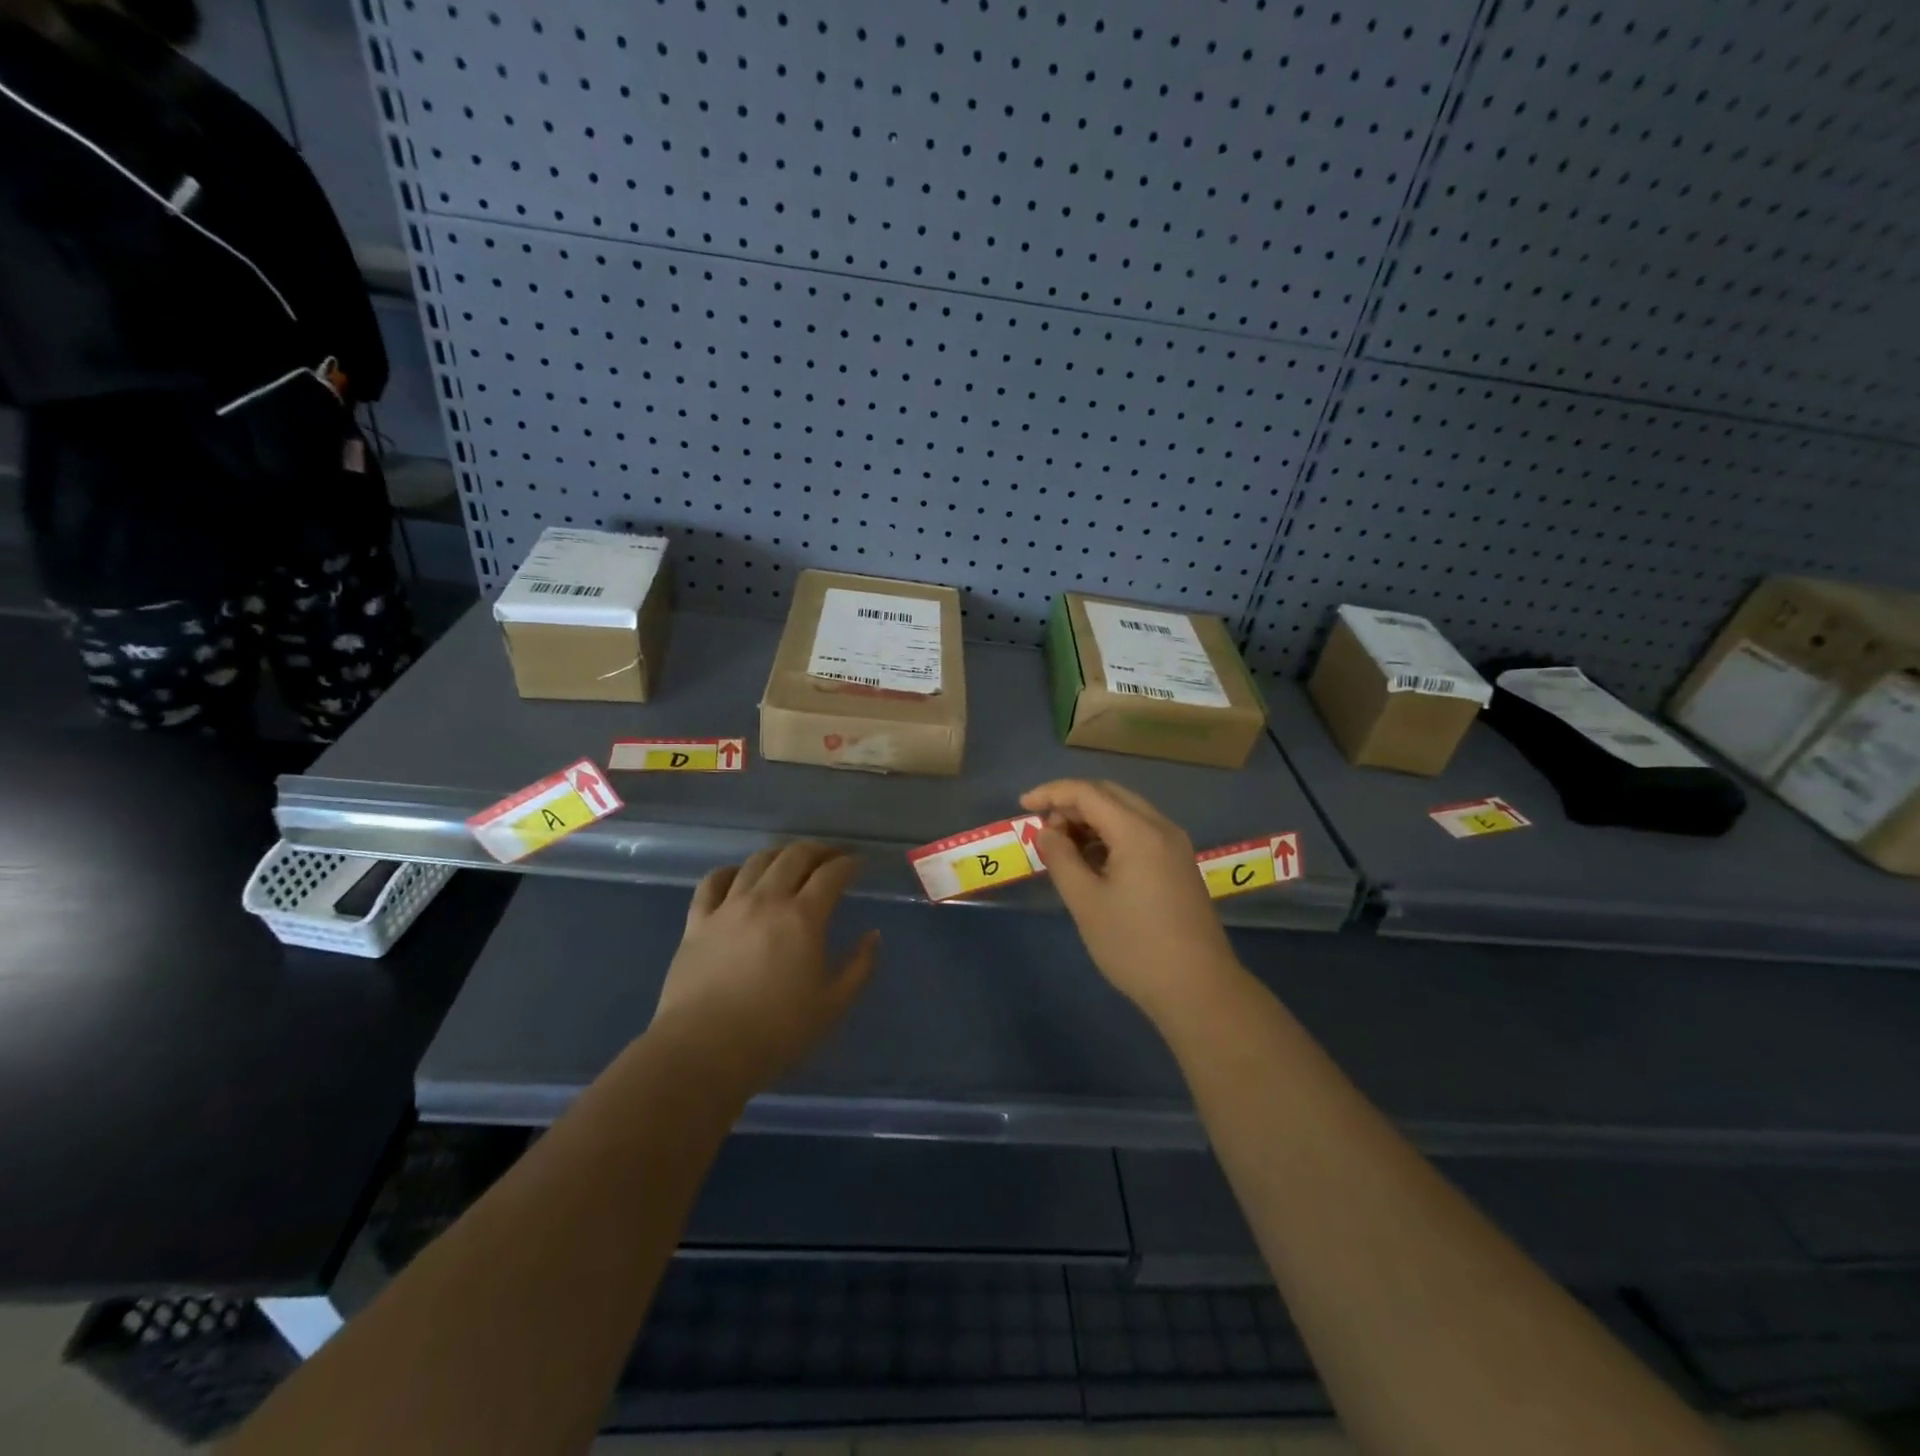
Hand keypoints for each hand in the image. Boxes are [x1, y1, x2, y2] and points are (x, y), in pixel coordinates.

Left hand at [650, 842, 878, 1098]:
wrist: (704, 1051)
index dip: (848, 863)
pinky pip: (712, 882)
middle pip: (794, 856)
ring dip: (779, 854)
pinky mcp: (697, 922)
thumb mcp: (833, 1005)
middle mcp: (766, 900)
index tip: (858, 864)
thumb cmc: (777, 1031)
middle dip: (818, 850)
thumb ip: (859, 966)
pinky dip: (729, 871)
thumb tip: (872, 935)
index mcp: (803, 917)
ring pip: (756, 862)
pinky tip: (737, 875)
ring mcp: (728, 908)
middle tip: (831, 856)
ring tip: (790, 861)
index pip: (831, 874)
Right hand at [1021, 779, 1239, 1021]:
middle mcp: (1161, 827)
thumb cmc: (1134, 945)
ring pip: (1126, 812)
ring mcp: (1175, 846)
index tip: (1023, 806)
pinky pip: (1140, 832)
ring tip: (1063, 847)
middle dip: (1072, 803)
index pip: (1088, 792)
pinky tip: (1093, 861)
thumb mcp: (1086, 902)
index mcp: (1138, 831)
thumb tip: (1047, 832)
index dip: (1051, 793)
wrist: (1198, 989)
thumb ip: (1061, 858)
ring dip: (1092, 819)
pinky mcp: (1179, 865)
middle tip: (1043, 827)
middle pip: (1110, 795)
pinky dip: (1111, 835)